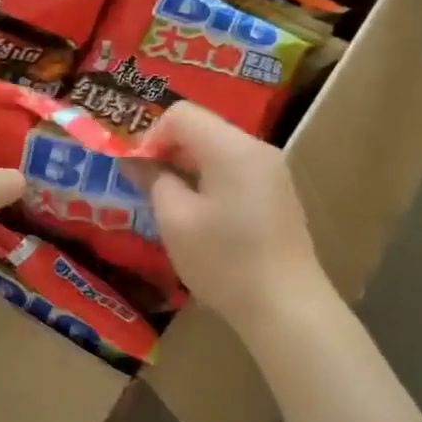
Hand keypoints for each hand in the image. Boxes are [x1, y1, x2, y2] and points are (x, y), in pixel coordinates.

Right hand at [131, 102, 328, 333]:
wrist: (286, 306)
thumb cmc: (224, 261)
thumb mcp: (176, 221)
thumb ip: (153, 180)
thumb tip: (135, 161)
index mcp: (231, 147)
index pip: (181, 114)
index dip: (150, 137)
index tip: (138, 173)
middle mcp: (256, 149)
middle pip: (202, 129)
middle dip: (168, 152)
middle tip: (146, 189)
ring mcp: (272, 172)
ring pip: (218, 151)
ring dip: (187, 169)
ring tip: (170, 206)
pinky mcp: (278, 194)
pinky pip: (235, 171)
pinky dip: (210, 182)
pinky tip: (201, 218)